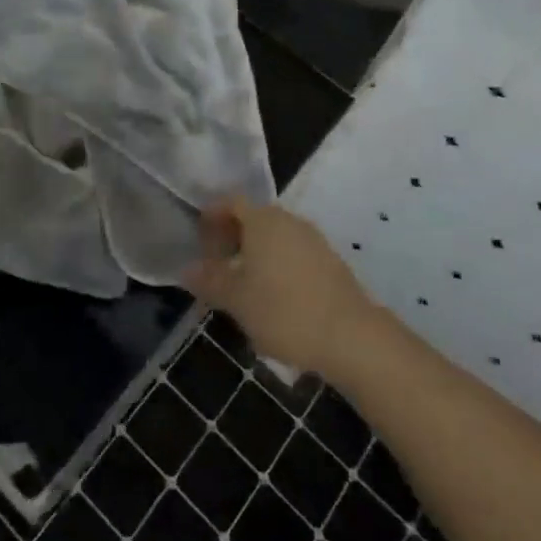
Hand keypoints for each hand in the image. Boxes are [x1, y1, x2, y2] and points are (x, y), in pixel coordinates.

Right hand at [185, 199, 379, 379]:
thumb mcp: (236, 300)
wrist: (353, 338)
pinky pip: (294, 254)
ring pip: (275, 237)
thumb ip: (210, 280)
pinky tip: (274, 298)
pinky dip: (277, 266)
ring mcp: (314, 240)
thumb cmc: (284, 312)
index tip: (200, 243)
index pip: (229, 202)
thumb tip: (187, 268)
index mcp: (262, 220)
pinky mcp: (331, 263)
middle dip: (232, 238)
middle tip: (218, 267)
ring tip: (243, 287)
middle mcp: (289, 220)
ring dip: (255, 254)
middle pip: (253, 218)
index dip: (211, 218)